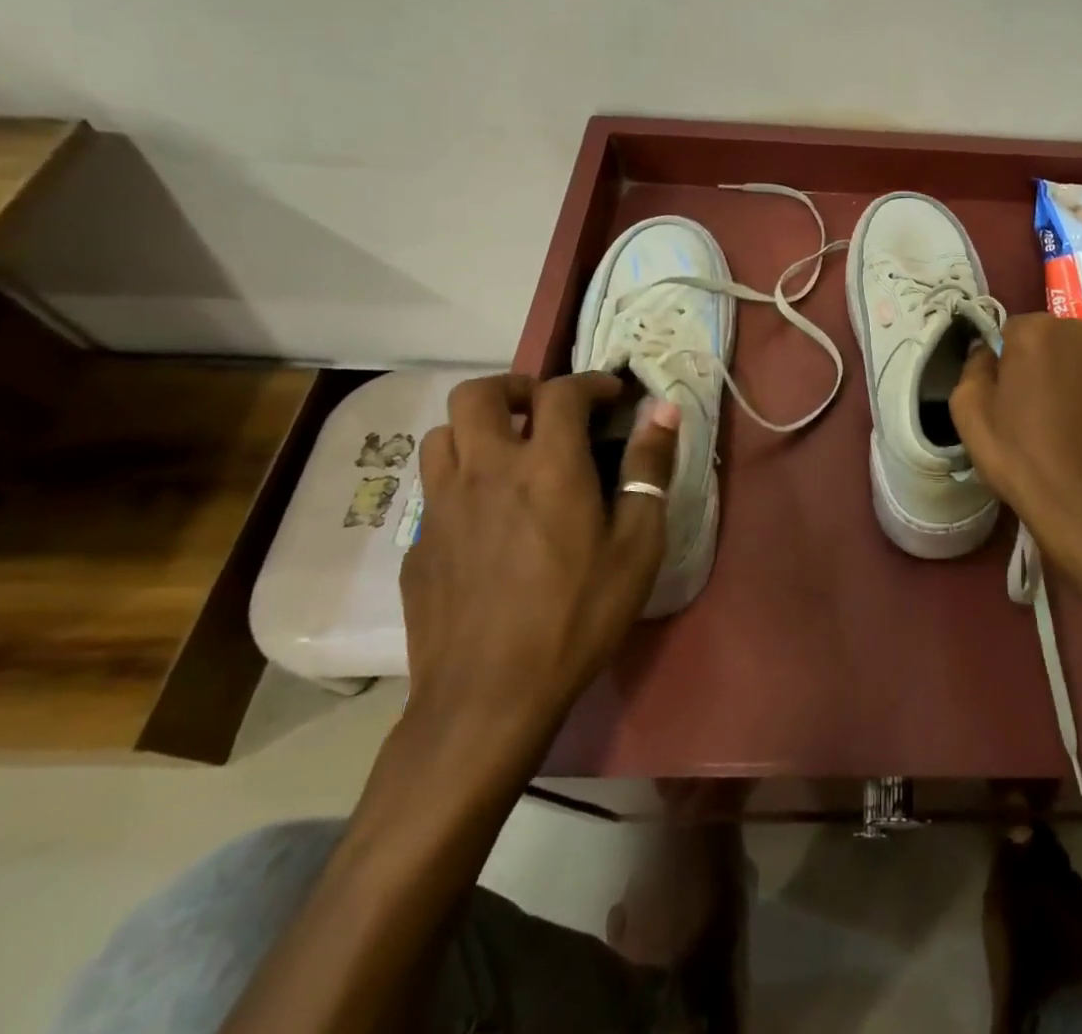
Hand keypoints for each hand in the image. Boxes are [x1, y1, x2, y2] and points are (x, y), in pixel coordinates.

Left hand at [403, 373, 678, 763]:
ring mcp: (441, 507)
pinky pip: (433, 489)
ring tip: (510, 454)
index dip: (590, 382)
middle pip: (478, 393)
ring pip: (443, 434)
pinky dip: (462, 481)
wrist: (488, 699)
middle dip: (516, 388)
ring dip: (478, 429)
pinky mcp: (417, 544)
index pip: (561, 392)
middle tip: (546, 412)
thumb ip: (648, 469)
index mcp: (546, 466)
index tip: (612, 396)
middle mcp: (485, 470)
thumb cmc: (578, 616)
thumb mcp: (636, 545)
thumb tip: (664, 411)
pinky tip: (486, 519)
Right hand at [949, 314, 1081, 586]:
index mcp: (1038, 330)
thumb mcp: (969, 411)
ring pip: (1080, 357)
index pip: (1010, 330)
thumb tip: (984, 350)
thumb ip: (973, 366)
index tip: (1003, 394)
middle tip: (1031, 407)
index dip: (1003, 361)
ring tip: (1063, 420)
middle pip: (1050, 338)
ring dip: (1070, 375)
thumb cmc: (1021, 457)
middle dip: (1039, 362)